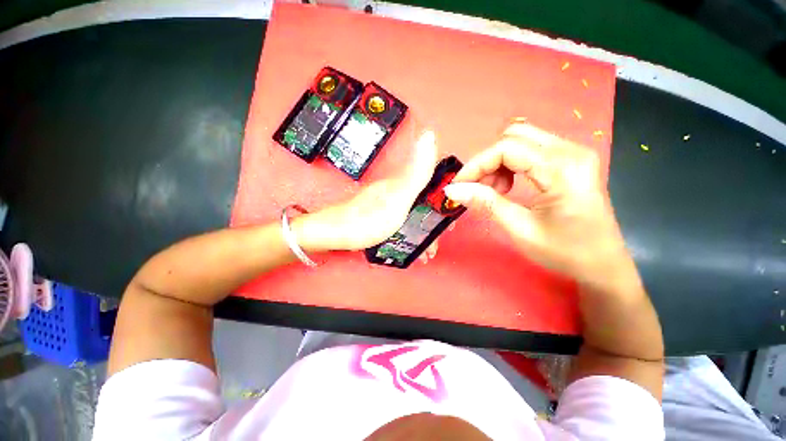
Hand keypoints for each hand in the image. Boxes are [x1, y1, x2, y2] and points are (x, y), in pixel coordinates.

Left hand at [293, 131, 437, 251]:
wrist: (332, 234)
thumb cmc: (368, 219)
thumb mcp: (397, 197)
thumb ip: (416, 172)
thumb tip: (430, 134)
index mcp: (402, 184)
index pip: (431, 186)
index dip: (444, 201)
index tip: (449, 221)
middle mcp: (394, 191)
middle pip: (421, 203)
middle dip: (432, 223)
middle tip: (435, 242)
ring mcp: (385, 203)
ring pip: (411, 215)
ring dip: (421, 232)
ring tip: (425, 252)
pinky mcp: (377, 215)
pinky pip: (400, 223)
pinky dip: (408, 235)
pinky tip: (409, 247)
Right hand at [444, 123, 633, 288]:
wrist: (602, 264)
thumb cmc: (564, 252)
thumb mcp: (520, 229)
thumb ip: (486, 203)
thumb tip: (453, 190)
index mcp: (562, 170)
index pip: (507, 149)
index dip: (477, 164)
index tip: (459, 185)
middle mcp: (571, 152)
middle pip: (514, 137)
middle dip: (487, 161)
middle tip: (478, 188)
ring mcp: (574, 153)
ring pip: (521, 140)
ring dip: (498, 162)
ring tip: (494, 190)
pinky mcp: (571, 160)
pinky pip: (531, 149)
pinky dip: (511, 164)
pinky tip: (509, 185)